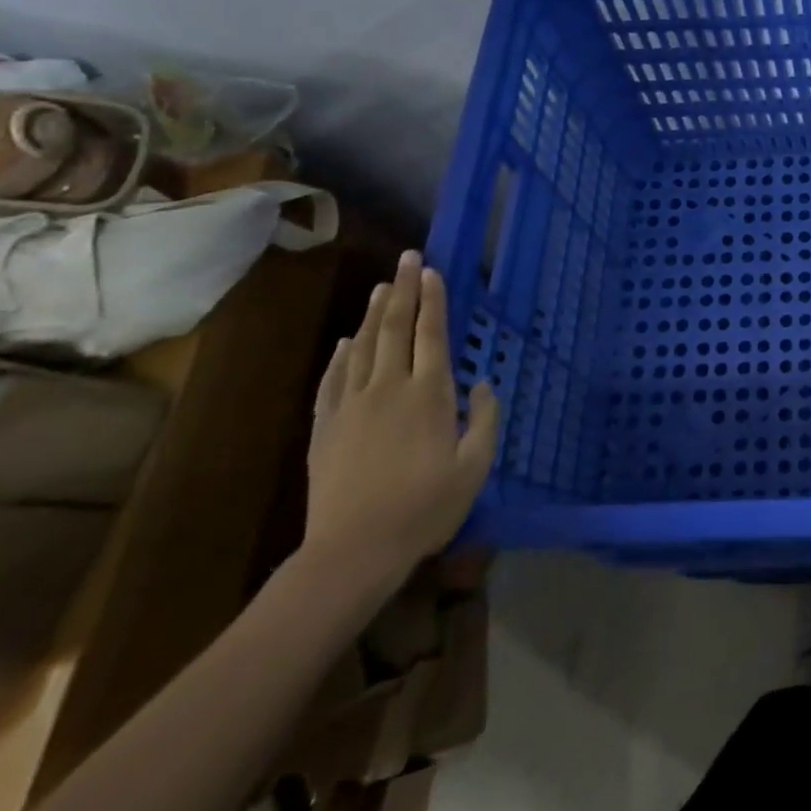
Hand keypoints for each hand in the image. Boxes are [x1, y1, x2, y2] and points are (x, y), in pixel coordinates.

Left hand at [304, 251, 500, 596]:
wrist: (352, 552)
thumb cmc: (425, 508)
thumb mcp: (475, 466)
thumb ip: (484, 419)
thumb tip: (482, 383)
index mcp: (429, 395)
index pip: (431, 334)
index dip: (433, 300)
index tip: (433, 271)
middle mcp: (389, 388)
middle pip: (395, 328)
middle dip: (403, 290)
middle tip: (408, 258)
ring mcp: (352, 406)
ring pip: (362, 347)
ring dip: (374, 314)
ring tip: (381, 287)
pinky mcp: (325, 427)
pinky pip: (332, 380)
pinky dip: (340, 355)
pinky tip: (346, 341)